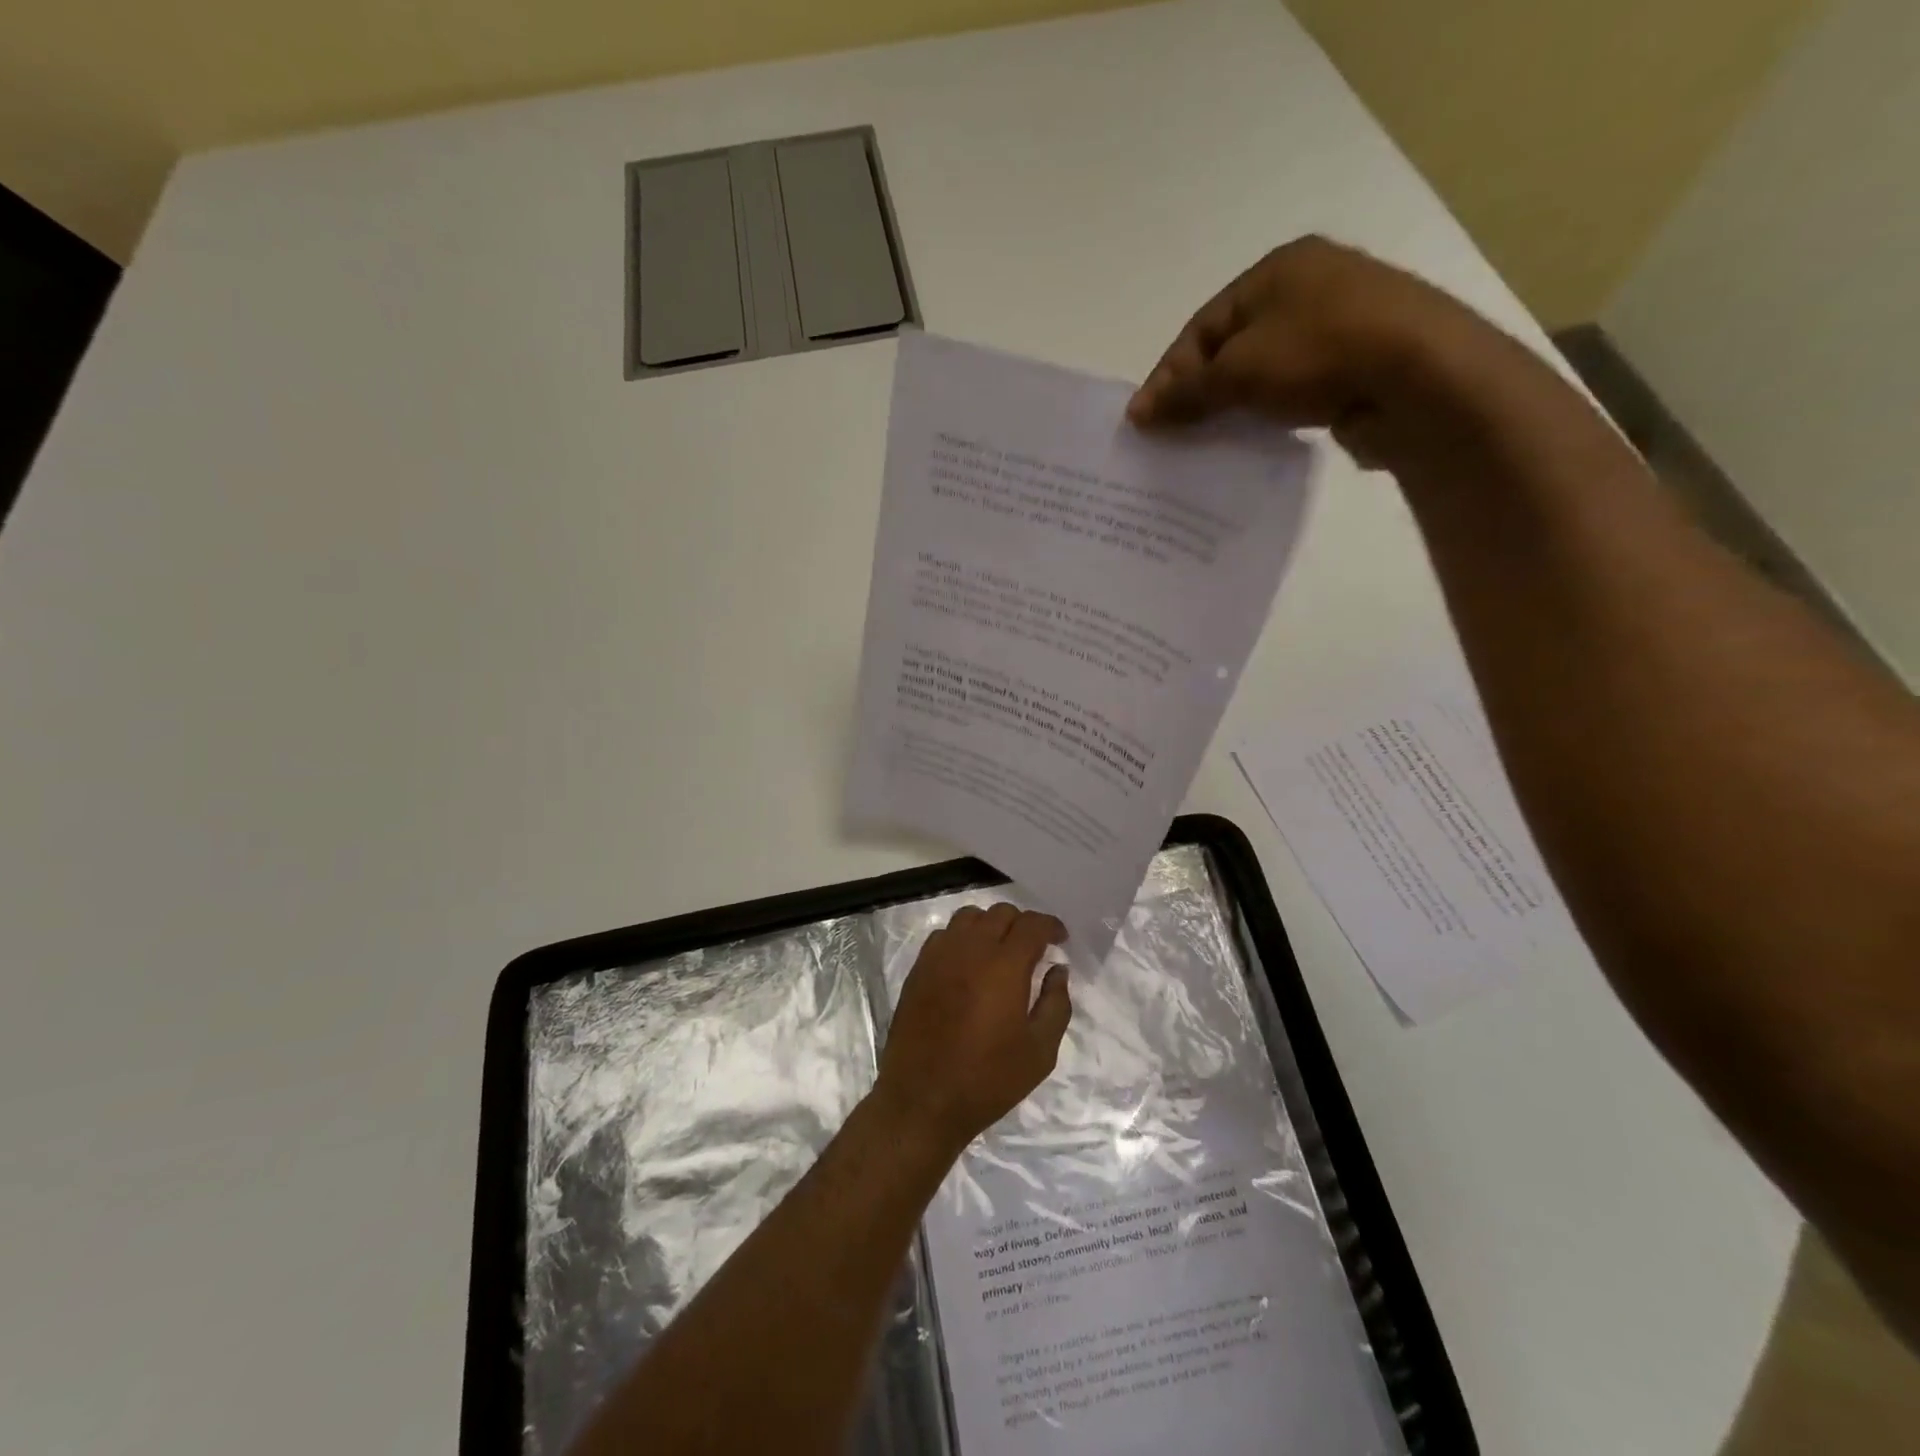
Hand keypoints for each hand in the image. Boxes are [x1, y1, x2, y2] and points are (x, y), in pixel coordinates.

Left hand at [874, 903, 1071, 1152]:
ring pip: (969, 917)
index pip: (1032, 924)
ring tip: (999, 950)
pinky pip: (943, 935)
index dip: (1050, 926)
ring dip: (990, 925)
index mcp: (1005, 965)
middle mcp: (971, 949)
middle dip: (1023, 925)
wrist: (923, 1100)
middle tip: (1033, 949)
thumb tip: (1058, 970)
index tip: (1060, 939)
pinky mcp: (918, 969)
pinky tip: (967, 963)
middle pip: (1001, 914)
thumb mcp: (1040, 1051)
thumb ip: (1056, 1004)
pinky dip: (961, 938)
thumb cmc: (988, 1079)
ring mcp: (939, 956)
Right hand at [1126, 235, 1538, 476]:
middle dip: (1198, 392)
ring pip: (1263, 371)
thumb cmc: (1319, 353)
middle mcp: (1310, 287)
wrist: (1421, 377)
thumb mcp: (1239, 370)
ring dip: (1232, 406)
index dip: (1168, 374)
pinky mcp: (1358, 366)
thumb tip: (1138, 412)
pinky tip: (1253, 441)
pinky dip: (1268, 415)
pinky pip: (1294, 392)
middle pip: (1232, 346)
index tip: (1144, 420)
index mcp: (1279, 269)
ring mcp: (1340, 326)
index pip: (1202, 326)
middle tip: (1171, 435)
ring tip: (1207, 445)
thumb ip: (1186, 391)